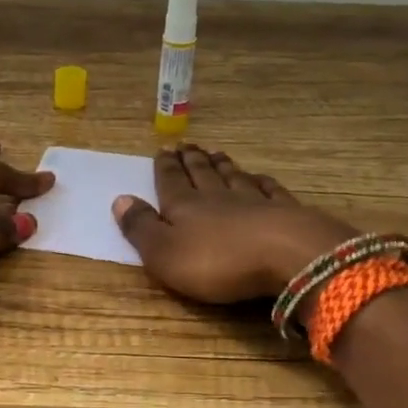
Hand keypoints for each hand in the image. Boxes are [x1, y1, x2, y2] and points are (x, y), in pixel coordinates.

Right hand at [112, 145, 358, 303]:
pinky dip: (261, 182)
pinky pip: (269, 190)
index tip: (163, 150)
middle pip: (202, 174)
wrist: (288, 257)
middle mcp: (218, 197)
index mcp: (185, 207)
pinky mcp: (285, 213)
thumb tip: (119, 199)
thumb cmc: (218, 262)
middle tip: (186, 145)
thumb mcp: (164, 254)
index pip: (170, 182)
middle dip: (191, 160)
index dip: (165, 167)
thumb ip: (142, 228)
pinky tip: (258, 177)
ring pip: (233, 177)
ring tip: (215, 153)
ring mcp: (255, 201)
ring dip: (222, 165)